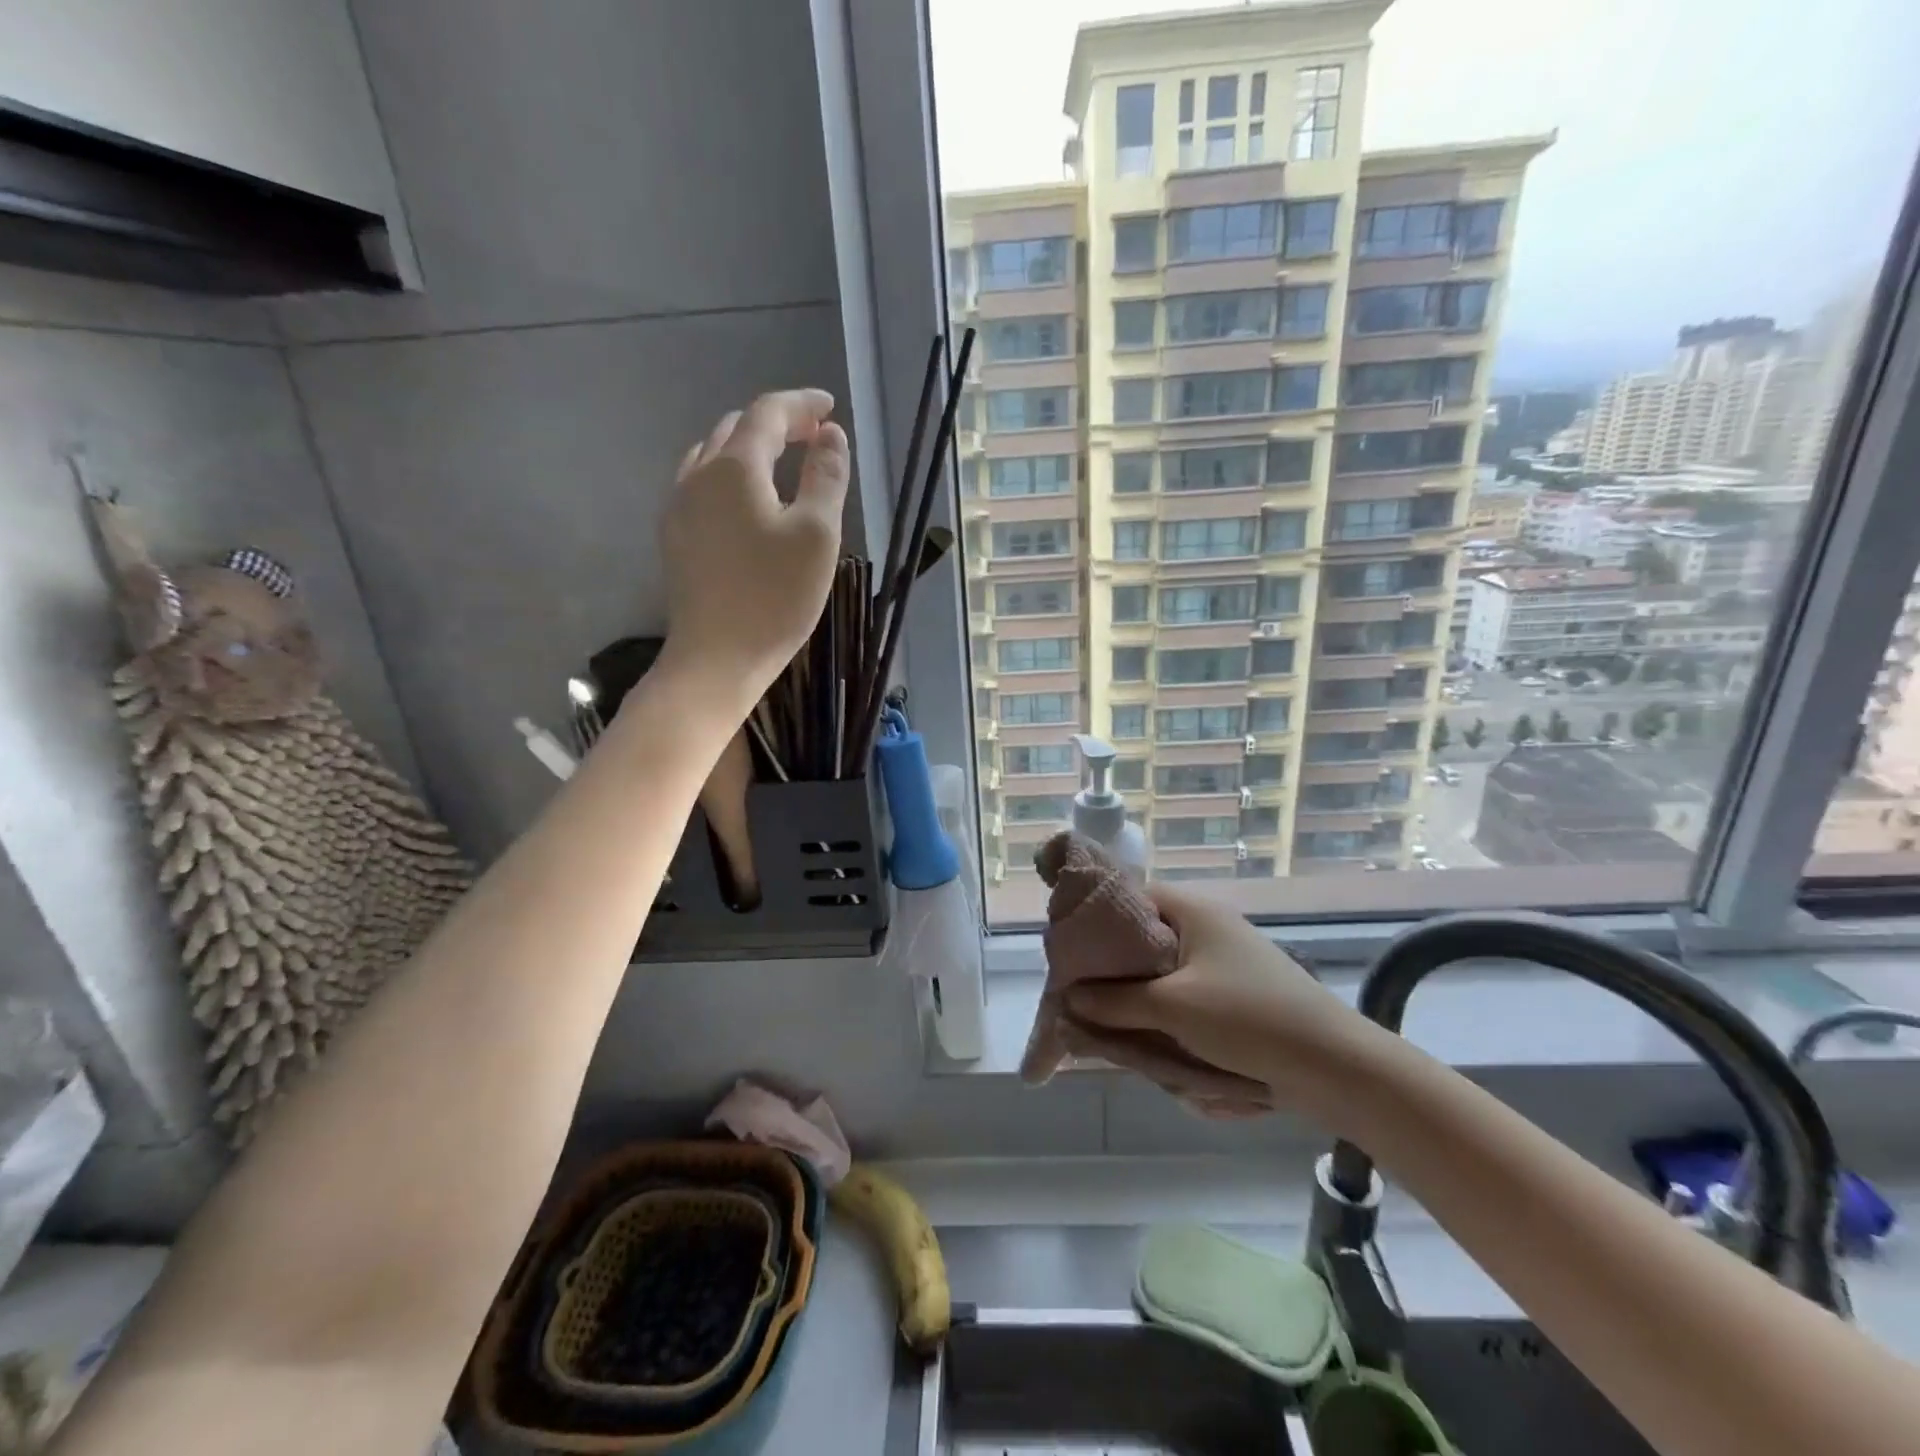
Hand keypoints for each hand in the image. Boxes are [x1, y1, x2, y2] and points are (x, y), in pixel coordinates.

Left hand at [659, 389, 849, 701]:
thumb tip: (830, 437)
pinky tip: (747, 501)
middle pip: (736, 429)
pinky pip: (701, 485)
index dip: (801, 404)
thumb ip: (826, 477)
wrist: (716, 658)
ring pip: (713, 456)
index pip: (767, 413)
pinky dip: (730, 475)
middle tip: (812, 437)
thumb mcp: (817, 535)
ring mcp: (679, 508)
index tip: (829, 408)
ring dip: (749, 448)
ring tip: (781, 463)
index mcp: (734, 467)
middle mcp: (697, 476)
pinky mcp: (675, 538)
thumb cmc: (775, 597)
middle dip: (776, 424)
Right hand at [1064, 884, 1370, 1101]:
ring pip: (1161, 976)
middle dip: (1116, 974)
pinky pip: (1186, 1000)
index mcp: (1192, 911)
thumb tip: (1068, 998)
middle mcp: (1207, 928)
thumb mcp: (1172, 1008)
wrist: (1337, 1068)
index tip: (1070, 955)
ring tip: (1125, 1033)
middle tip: (1089, 1002)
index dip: (1095, 922)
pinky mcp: (1235, 997)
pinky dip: (1171, 1021)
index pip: (1128, 897)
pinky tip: (1163, 1050)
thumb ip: (1114, 1001)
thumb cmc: (1248, 1019)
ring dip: (1143, 1005)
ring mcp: (1223, 963)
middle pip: (1142, 940)